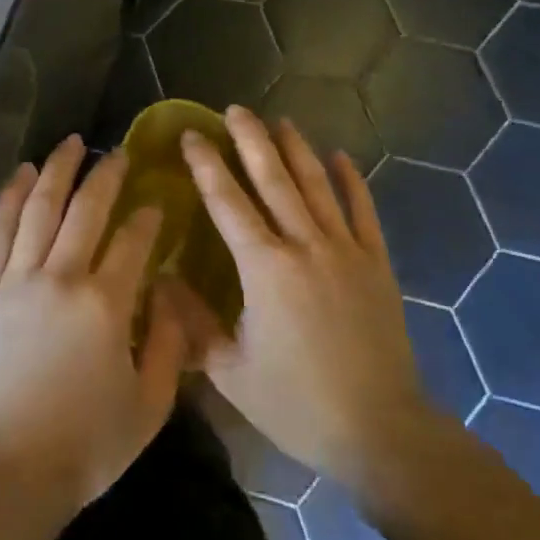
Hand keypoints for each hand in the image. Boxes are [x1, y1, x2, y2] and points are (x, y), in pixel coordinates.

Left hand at [0, 137, 194, 529]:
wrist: (7, 470)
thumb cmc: (86, 445)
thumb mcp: (150, 405)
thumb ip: (170, 344)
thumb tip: (169, 292)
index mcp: (106, 304)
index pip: (133, 241)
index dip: (148, 217)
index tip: (156, 202)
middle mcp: (61, 277)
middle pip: (85, 210)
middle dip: (105, 175)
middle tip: (117, 153)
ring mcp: (16, 279)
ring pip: (38, 208)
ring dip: (57, 171)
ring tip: (70, 144)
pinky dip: (8, 197)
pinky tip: (20, 174)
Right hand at [179, 107, 444, 499]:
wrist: (379, 430)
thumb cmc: (297, 403)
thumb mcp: (230, 371)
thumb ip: (192, 322)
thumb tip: (160, 280)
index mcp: (264, 268)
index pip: (227, 202)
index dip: (206, 165)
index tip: (191, 135)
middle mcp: (304, 245)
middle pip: (273, 179)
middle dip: (251, 140)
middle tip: (234, 109)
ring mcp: (345, 250)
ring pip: (316, 186)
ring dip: (296, 150)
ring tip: (279, 121)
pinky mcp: (376, 264)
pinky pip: (363, 211)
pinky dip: (351, 181)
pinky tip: (340, 155)